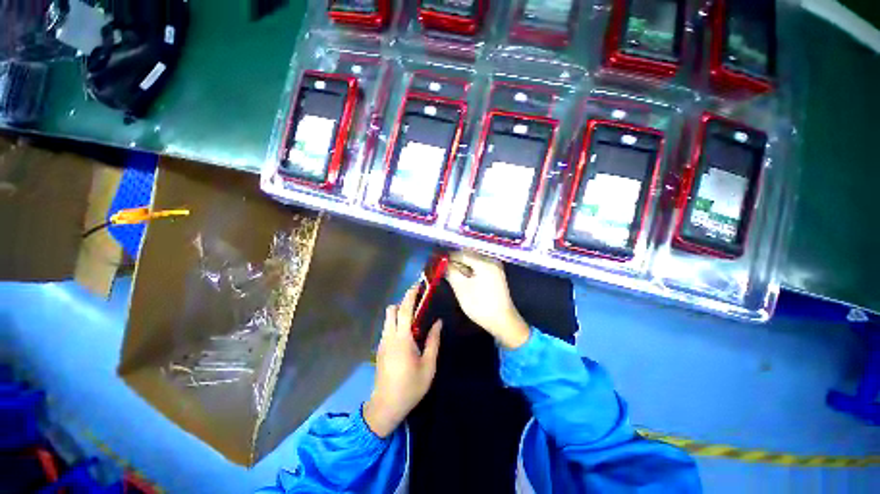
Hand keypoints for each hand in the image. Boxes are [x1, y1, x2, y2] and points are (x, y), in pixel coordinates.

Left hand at [364, 286, 441, 437]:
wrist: (385, 406)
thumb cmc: (410, 387)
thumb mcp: (428, 366)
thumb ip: (433, 341)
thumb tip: (438, 322)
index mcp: (402, 339)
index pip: (405, 310)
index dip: (410, 295)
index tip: (417, 285)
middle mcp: (389, 336)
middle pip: (391, 310)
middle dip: (403, 303)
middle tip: (417, 305)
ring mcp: (382, 342)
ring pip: (388, 319)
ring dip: (399, 313)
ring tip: (414, 321)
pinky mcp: (380, 349)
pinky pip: (388, 328)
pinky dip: (396, 323)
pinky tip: (407, 335)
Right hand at [445, 251, 529, 349]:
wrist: (503, 322)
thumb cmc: (480, 305)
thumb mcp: (461, 288)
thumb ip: (451, 272)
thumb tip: (442, 263)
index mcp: (484, 262)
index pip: (462, 254)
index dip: (448, 256)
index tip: (436, 260)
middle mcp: (491, 261)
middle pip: (468, 256)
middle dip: (454, 261)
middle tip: (441, 266)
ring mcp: (495, 268)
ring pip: (473, 262)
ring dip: (461, 266)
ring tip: (448, 271)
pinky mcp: (495, 275)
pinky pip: (479, 267)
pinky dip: (469, 270)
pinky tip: (461, 276)